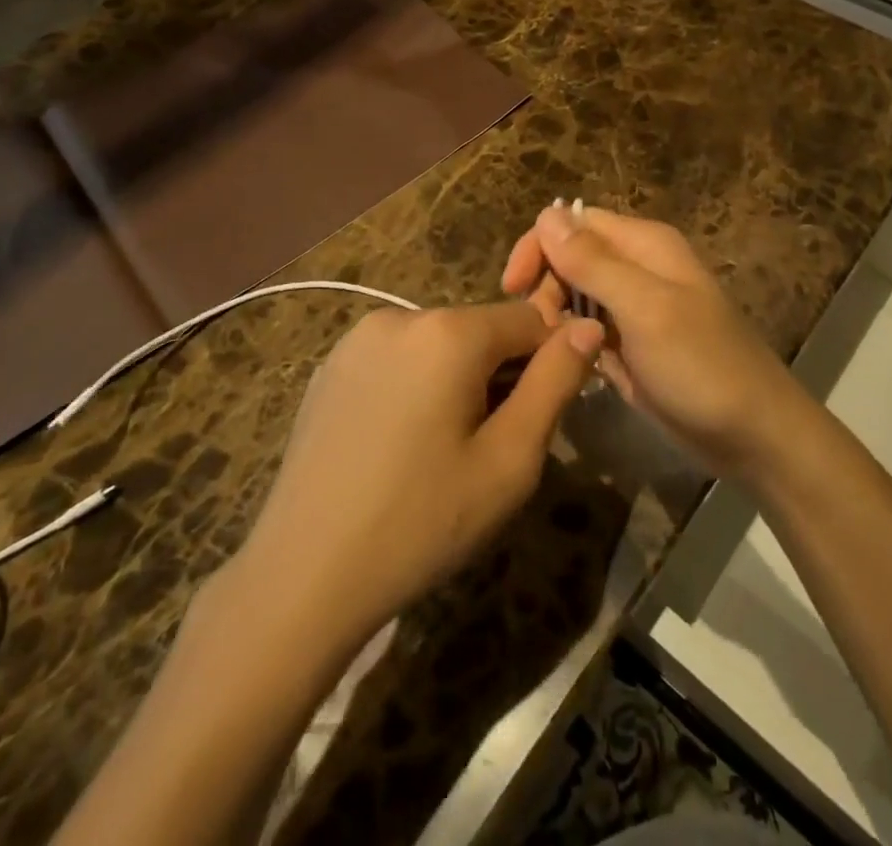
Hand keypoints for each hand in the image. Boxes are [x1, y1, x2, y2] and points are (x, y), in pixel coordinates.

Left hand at [229, 301, 603, 649]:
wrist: (302, 576)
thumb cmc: (422, 522)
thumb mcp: (510, 461)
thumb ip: (556, 383)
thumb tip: (589, 326)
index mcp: (449, 332)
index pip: (530, 319)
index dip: (545, 365)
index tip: (535, 420)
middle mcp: (401, 315)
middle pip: (482, 330)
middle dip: (499, 375)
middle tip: (486, 449)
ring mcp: (358, 338)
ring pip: (440, 343)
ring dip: (458, 380)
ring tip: (439, 451)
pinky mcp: (331, 365)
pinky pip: (399, 358)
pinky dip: (416, 385)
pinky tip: (397, 445)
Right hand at [502, 203, 807, 479]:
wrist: (754, 435)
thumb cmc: (702, 366)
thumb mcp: (645, 308)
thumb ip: (593, 262)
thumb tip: (546, 214)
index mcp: (644, 244)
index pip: (574, 222)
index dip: (540, 246)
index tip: (513, 289)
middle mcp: (638, 266)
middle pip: (572, 257)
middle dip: (547, 287)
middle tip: (541, 331)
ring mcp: (636, 307)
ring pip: (576, 295)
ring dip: (557, 318)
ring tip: (556, 354)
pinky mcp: (633, 343)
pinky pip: (589, 328)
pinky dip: (575, 342)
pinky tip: (571, 368)